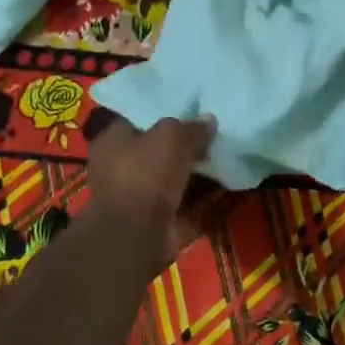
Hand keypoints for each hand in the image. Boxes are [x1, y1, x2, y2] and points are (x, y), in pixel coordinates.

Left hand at [85, 115, 216, 269]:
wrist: (137, 235)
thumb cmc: (145, 173)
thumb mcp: (172, 136)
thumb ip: (192, 127)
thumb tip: (209, 121)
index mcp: (113, 142)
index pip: (138, 120)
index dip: (165, 114)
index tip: (192, 109)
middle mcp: (122, 169)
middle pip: (160, 151)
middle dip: (187, 145)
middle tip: (215, 132)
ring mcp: (141, 198)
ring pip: (176, 178)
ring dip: (200, 172)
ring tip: (228, 155)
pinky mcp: (160, 222)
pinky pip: (188, 204)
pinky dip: (207, 197)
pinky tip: (231, 183)